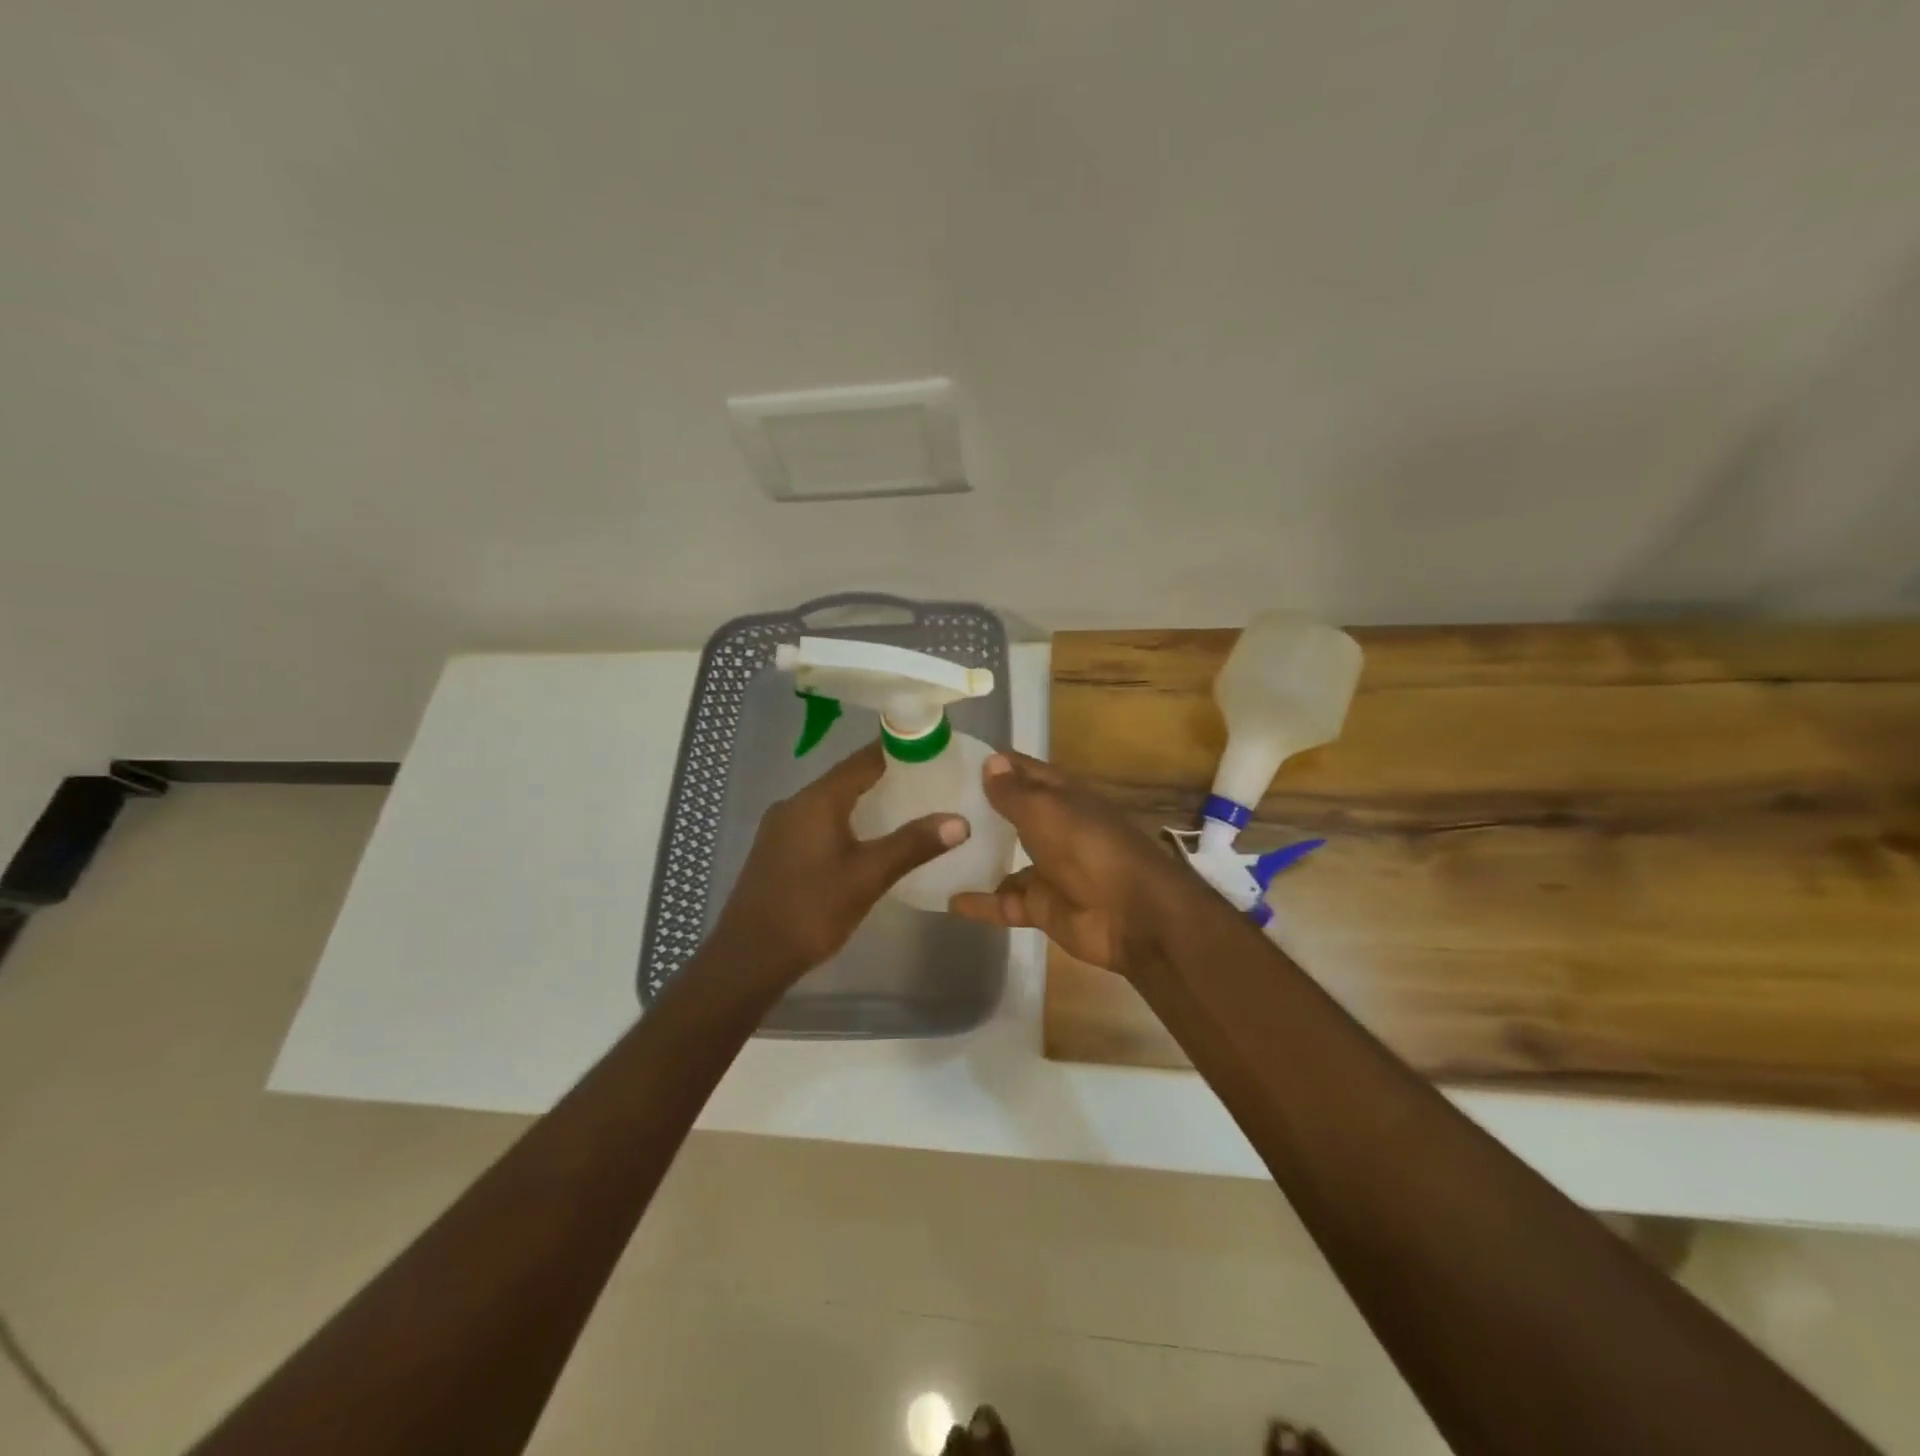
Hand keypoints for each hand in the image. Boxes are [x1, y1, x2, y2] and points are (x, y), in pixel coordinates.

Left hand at [707, 740, 968, 984]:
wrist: (749, 957)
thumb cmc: (811, 909)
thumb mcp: (869, 876)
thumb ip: (913, 845)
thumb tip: (960, 821)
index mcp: (817, 800)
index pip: (863, 760)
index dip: (897, 751)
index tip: (930, 750)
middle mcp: (794, 803)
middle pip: (846, 778)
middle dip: (885, 777)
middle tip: (926, 782)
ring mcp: (780, 827)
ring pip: (830, 802)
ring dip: (864, 801)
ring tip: (904, 808)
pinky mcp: (776, 850)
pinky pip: (817, 822)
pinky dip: (845, 821)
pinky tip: (864, 840)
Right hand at [948, 751, 1187, 978]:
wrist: (1131, 914)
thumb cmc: (1087, 847)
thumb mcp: (1045, 811)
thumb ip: (1014, 792)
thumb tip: (990, 761)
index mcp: (1061, 796)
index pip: (1023, 771)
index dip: (993, 764)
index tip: (950, 761)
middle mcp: (1054, 828)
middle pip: (1012, 814)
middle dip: (978, 810)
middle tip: (929, 804)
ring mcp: (1049, 869)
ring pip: (1005, 859)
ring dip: (977, 856)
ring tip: (932, 850)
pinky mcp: (1042, 906)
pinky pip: (1005, 902)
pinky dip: (980, 903)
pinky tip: (947, 899)